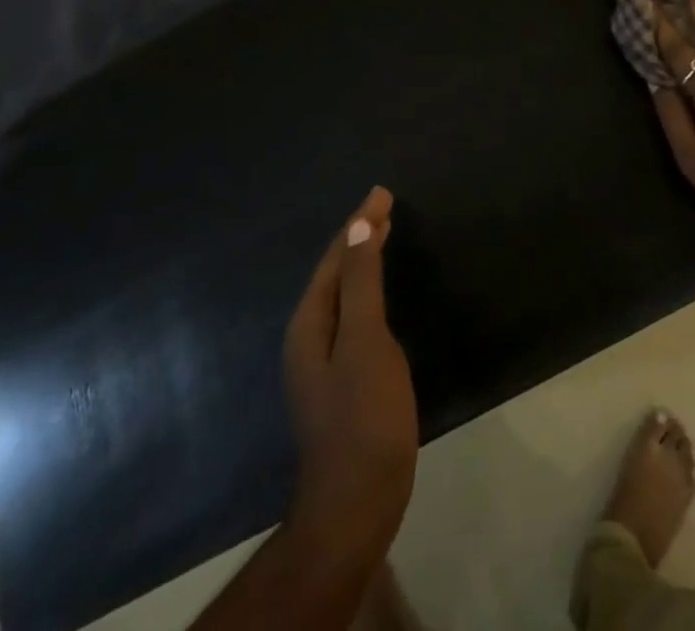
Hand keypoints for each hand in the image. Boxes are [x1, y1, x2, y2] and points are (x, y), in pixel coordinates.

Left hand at [282, 187, 417, 559]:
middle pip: (335, 273)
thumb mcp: (366, 340)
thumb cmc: (364, 415)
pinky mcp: (341, 379)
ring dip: (362, 262)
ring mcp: (322, 361)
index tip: (382, 192)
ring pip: (343, 294)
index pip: (336, 257)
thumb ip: (362, 283)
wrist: (357, 502)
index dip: (359, 223)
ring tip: (384, 235)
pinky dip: (368, 291)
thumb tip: (359, 226)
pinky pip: (352, 316)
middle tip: (386, 206)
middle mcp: (308, 336)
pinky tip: (380, 295)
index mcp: (309, 323)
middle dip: (359, 237)